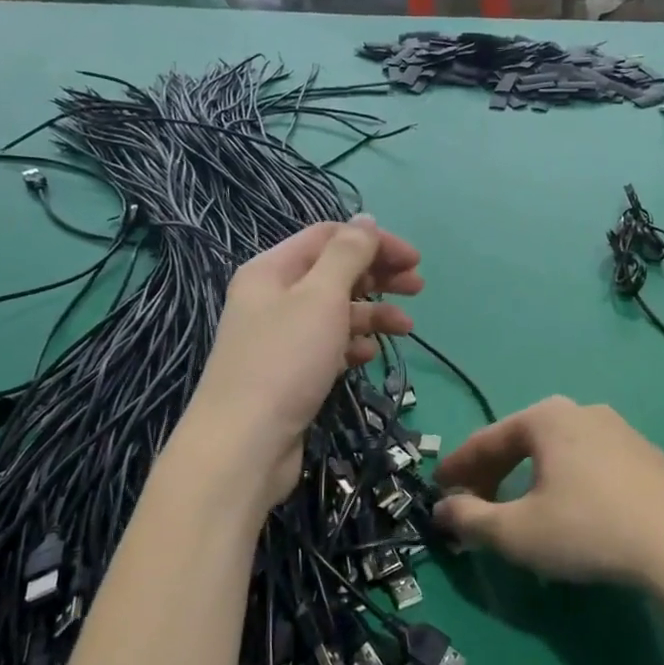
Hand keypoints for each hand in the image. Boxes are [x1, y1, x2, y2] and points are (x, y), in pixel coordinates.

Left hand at [183, 215, 422, 506]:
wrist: (245, 443)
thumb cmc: (285, 361)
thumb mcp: (320, 296)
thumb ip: (348, 254)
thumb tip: (366, 220)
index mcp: (272, 270)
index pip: (328, 237)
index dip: (374, 242)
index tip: (414, 260)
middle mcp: (273, 298)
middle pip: (334, 273)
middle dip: (378, 276)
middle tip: (419, 287)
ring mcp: (281, 338)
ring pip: (335, 312)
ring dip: (372, 314)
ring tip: (406, 328)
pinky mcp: (290, 373)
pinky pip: (328, 346)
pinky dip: (352, 345)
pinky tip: (369, 355)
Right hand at [434, 397, 663, 587]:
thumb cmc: (587, 529)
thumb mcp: (517, 533)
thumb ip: (470, 519)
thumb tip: (443, 509)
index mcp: (546, 417)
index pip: (486, 440)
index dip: (458, 467)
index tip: (438, 489)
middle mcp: (583, 411)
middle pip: (522, 441)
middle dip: (493, 473)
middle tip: (474, 503)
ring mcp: (621, 431)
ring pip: (557, 452)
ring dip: (529, 478)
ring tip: (519, 510)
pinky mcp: (647, 456)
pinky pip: (589, 464)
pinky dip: (565, 482)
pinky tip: (568, 511)